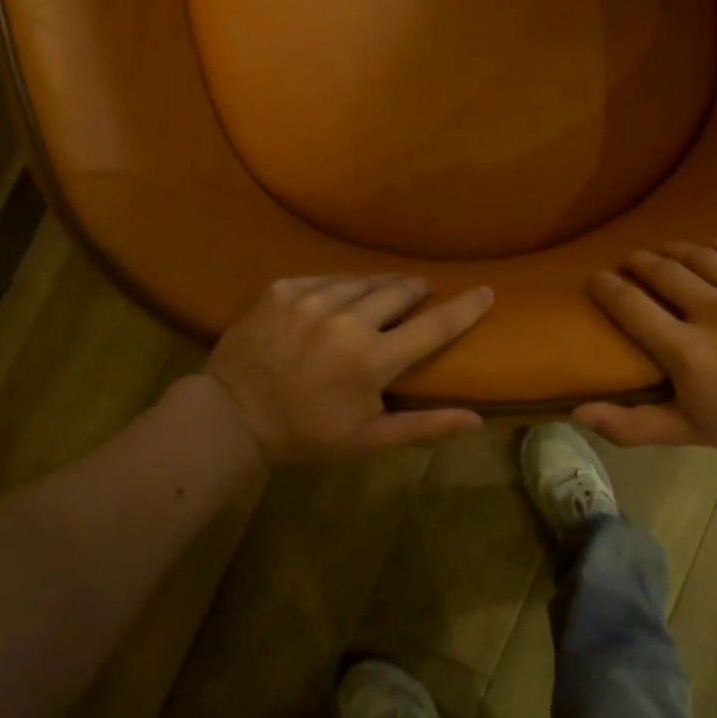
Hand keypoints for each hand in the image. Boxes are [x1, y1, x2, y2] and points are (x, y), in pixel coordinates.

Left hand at [204, 274, 492, 464]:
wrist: (231, 417)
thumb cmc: (307, 434)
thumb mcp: (369, 439)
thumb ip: (425, 426)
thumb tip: (476, 420)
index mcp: (373, 359)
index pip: (435, 325)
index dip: (466, 307)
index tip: (486, 290)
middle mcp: (346, 320)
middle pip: (400, 290)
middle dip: (417, 290)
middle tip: (422, 294)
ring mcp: (311, 299)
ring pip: (363, 280)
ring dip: (381, 286)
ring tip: (385, 293)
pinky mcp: (282, 289)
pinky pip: (326, 278)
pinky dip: (341, 286)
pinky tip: (340, 298)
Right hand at [575, 239, 716, 453]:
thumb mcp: (681, 430)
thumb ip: (627, 424)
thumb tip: (575, 412)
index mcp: (689, 354)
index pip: (630, 304)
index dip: (606, 286)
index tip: (597, 279)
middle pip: (662, 269)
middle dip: (638, 262)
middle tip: (631, 264)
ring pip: (699, 253)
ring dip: (674, 252)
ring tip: (666, 257)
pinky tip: (709, 259)